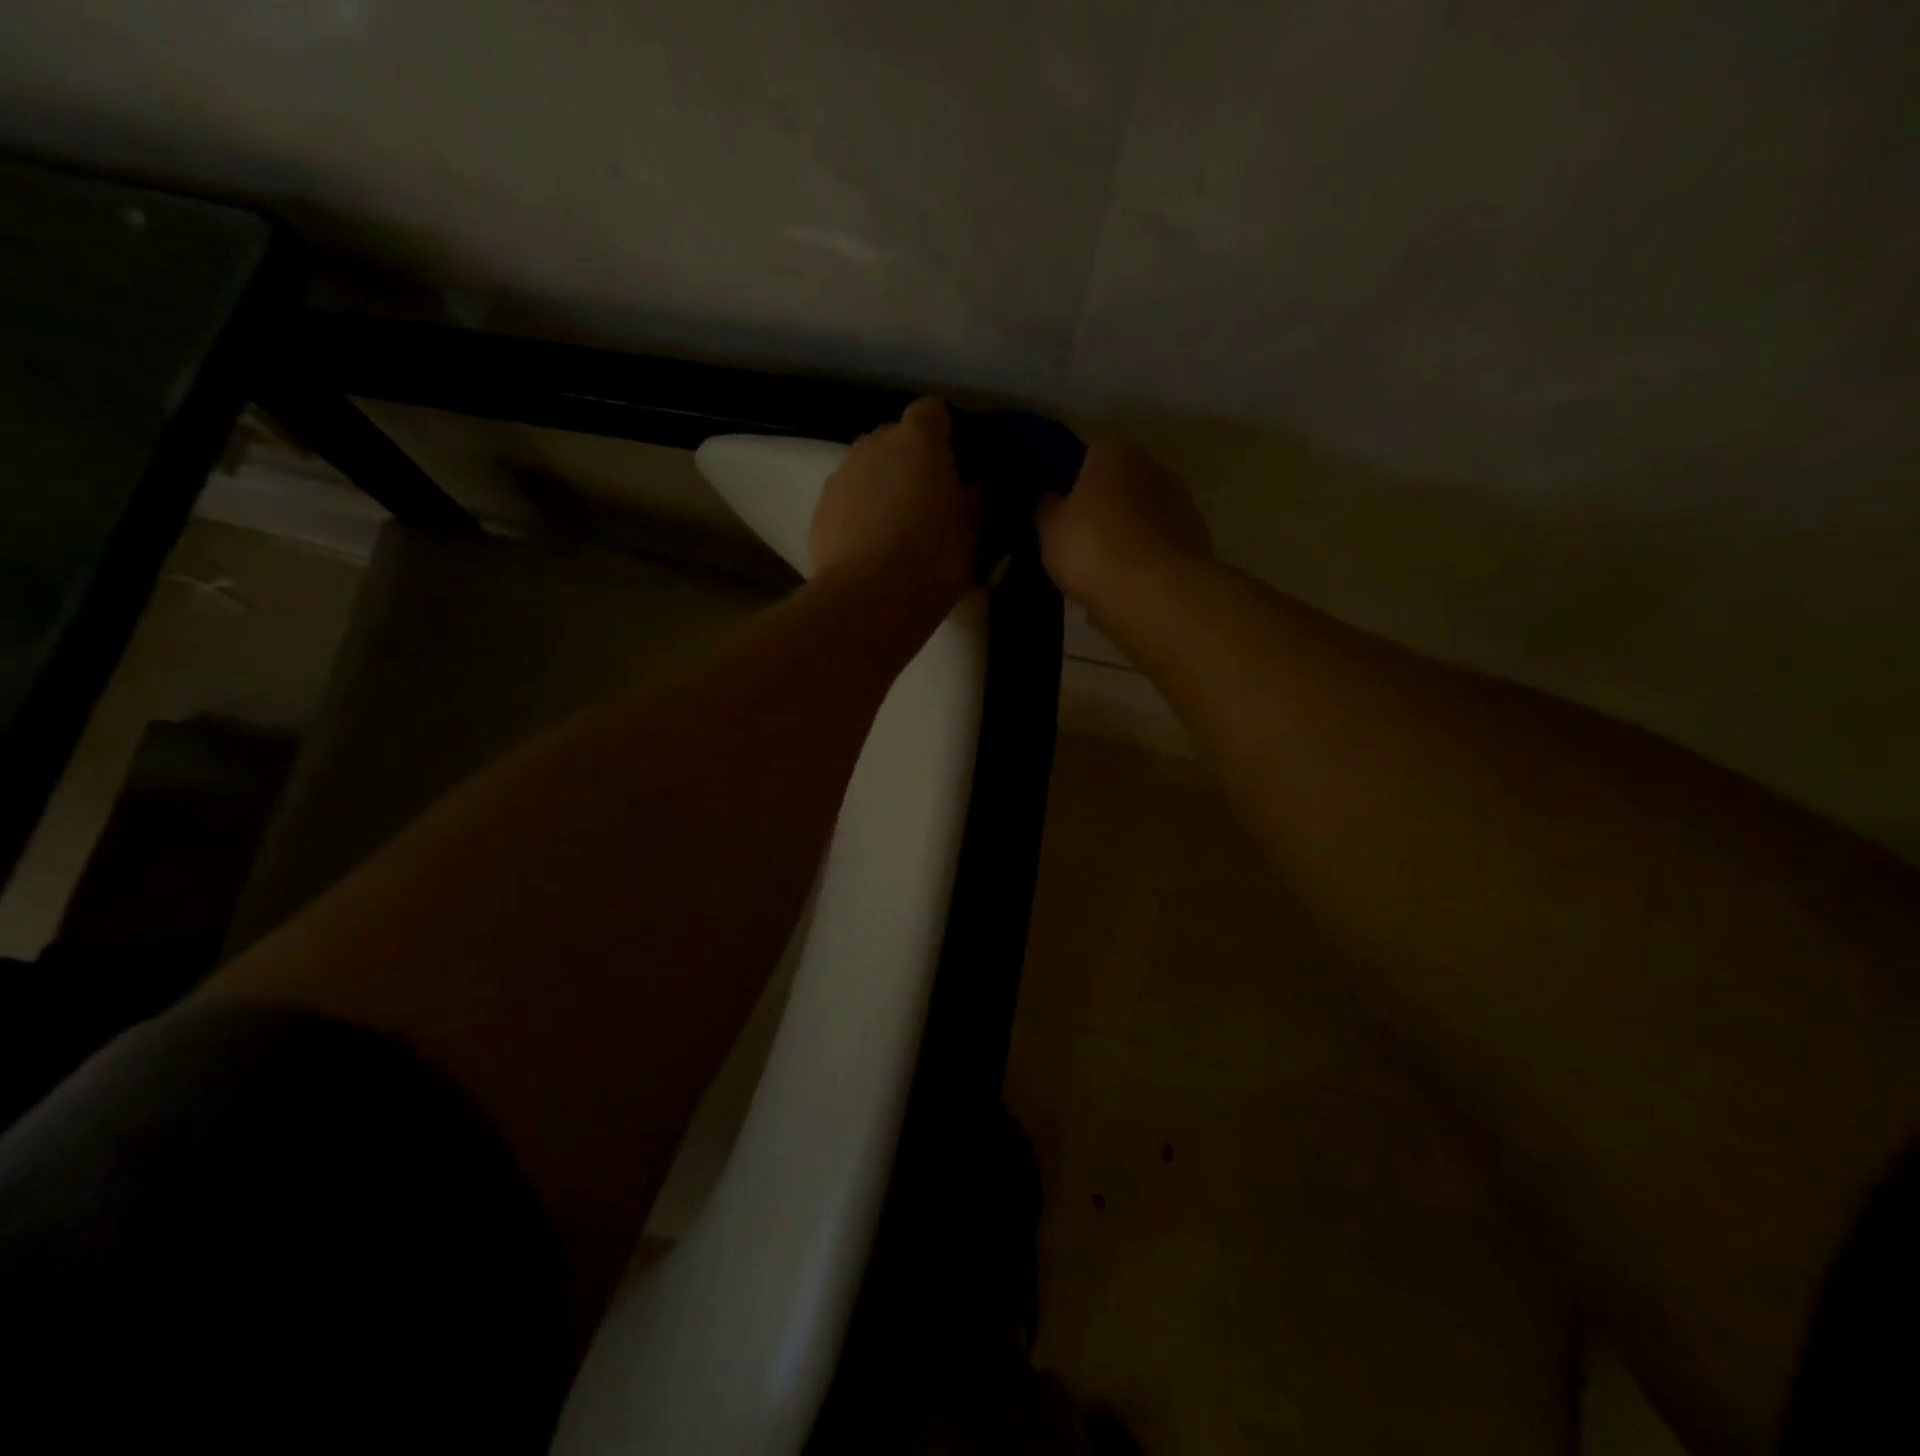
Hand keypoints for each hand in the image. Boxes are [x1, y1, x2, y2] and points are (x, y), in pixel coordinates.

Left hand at [809, 398, 979, 618]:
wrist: (871, 599)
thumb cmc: (934, 559)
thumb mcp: (973, 533)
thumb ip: (974, 499)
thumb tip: (974, 484)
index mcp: (918, 441)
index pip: (932, 412)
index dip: (944, 432)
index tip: (955, 461)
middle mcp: (873, 446)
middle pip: (893, 438)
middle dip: (909, 460)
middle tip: (926, 499)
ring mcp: (840, 477)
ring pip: (865, 470)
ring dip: (880, 487)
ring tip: (894, 529)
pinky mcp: (818, 512)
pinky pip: (844, 502)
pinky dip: (856, 515)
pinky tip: (868, 549)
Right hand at [1035, 441, 1212, 609]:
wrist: (1155, 592)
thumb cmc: (1093, 547)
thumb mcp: (1049, 529)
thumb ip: (1048, 508)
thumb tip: (1051, 499)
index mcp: (1115, 453)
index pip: (1091, 454)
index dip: (1075, 483)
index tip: (1064, 511)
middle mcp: (1154, 467)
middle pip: (1123, 486)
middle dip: (1106, 510)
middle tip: (1083, 544)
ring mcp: (1182, 504)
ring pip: (1144, 519)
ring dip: (1129, 538)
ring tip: (1105, 575)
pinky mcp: (1198, 541)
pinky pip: (1159, 549)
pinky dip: (1146, 563)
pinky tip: (1128, 589)